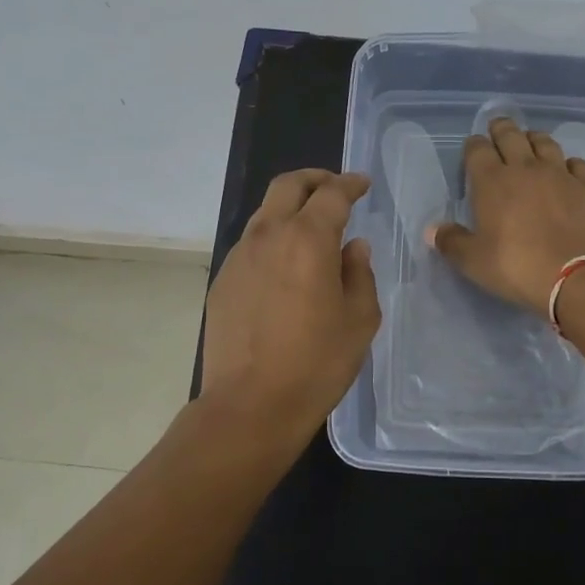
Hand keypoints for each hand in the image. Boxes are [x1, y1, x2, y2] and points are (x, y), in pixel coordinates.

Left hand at [202, 169, 380, 429]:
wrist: (251, 404)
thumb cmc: (317, 363)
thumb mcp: (360, 320)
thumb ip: (360, 274)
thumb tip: (352, 248)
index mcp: (308, 240)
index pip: (332, 194)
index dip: (350, 184)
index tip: (362, 184)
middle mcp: (269, 236)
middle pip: (288, 186)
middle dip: (314, 179)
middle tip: (334, 189)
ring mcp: (239, 257)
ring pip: (265, 213)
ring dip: (290, 210)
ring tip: (310, 231)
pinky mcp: (222, 281)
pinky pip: (251, 245)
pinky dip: (273, 240)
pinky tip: (285, 269)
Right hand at [431, 117, 584, 315]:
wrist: (579, 275)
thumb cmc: (518, 267)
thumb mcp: (474, 262)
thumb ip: (452, 242)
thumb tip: (432, 230)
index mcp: (492, 181)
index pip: (478, 150)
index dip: (473, 146)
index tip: (473, 149)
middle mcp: (526, 168)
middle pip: (511, 136)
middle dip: (501, 129)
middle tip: (498, 129)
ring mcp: (561, 174)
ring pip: (545, 143)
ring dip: (534, 140)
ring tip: (530, 143)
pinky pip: (578, 164)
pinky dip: (569, 163)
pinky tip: (568, 170)